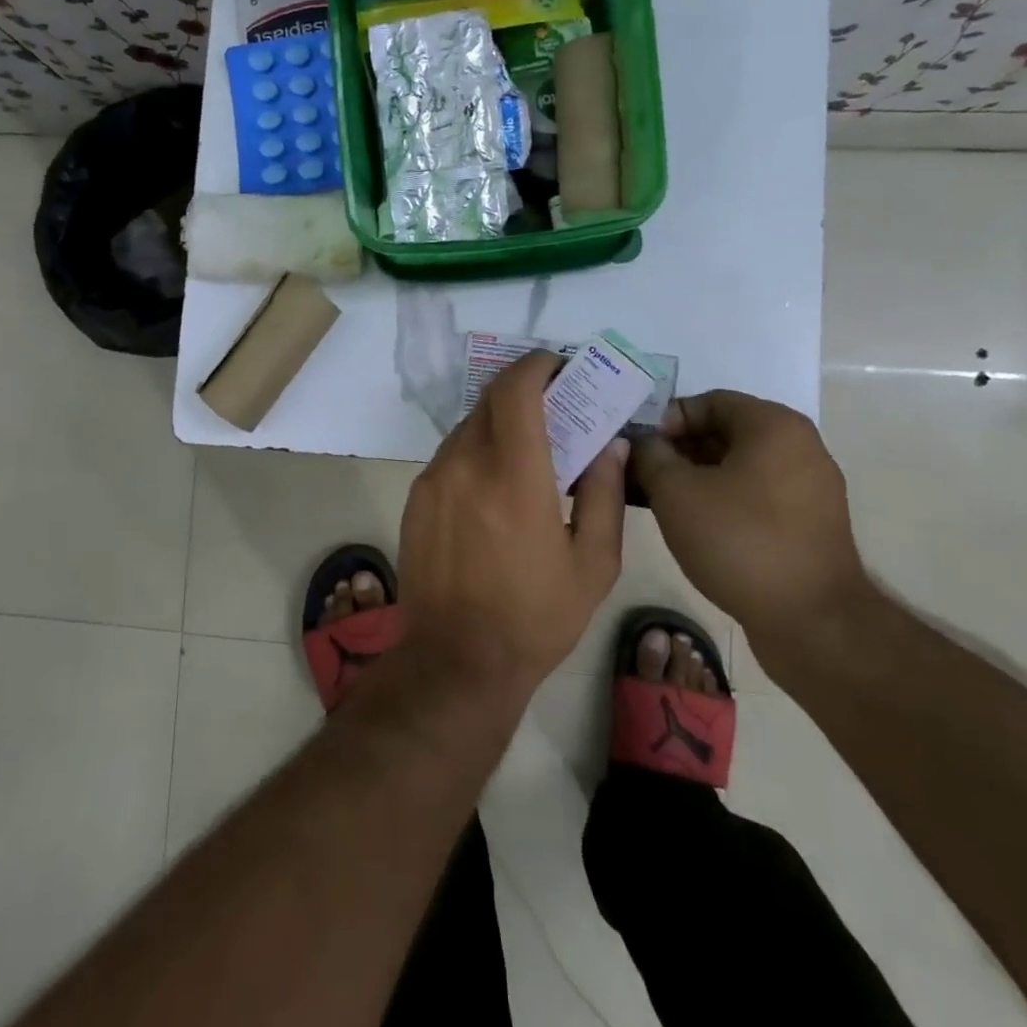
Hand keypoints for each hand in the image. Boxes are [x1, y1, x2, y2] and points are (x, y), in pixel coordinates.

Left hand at [397, 350, 626, 693]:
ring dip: (499, 422)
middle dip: (524, 392)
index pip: (516, 391)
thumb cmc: (535, 617)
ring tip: (528, 449)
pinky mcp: (416, 497)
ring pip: (468, 425)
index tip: (558, 367)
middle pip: (491, 400)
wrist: (455, 660)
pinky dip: (477, 450)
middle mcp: (465, 465)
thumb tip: (610, 446)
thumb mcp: (592, 565)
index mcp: (514, 477)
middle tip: (554, 407)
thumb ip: (603, 495)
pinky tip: (495, 483)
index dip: (536, 366)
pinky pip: (451, 454)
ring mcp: (433, 479)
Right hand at [630, 390, 868, 653]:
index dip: (665, 420)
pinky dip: (718, 499)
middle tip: (638, 473)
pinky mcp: (807, 523)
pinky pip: (753, 495)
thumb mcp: (676, 492)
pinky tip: (687, 523)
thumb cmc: (739, 541)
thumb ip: (650, 456)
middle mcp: (799, 447)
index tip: (637, 448)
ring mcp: (808, 487)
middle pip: (723, 432)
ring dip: (692, 477)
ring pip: (736, 467)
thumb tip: (642, 443)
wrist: (812, 621)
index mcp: (774, 426)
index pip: (707, 401)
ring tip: (653, 499)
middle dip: (675, 450)